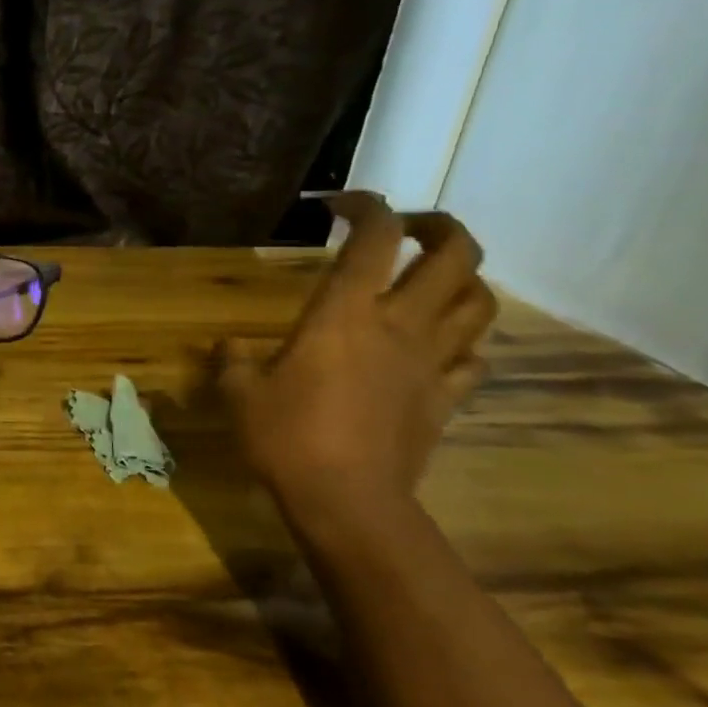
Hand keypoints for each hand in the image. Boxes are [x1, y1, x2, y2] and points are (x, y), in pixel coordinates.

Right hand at [219, 193, 496, 524]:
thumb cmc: (286, 437)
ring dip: (463, 278)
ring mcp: (431, 362)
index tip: (338, 205)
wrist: (347, 501)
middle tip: (408, 228)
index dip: (365, 205)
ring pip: (480, 301)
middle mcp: (401, 325)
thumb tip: (227, 348)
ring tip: (432, 281)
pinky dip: (463, 341)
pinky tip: (438, 346)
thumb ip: (232, 361)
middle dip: (439, 226)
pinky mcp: (445, 399)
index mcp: (346, 313)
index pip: (374, 236)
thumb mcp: (239, 394)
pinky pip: (474, 357)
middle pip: (456, 254)